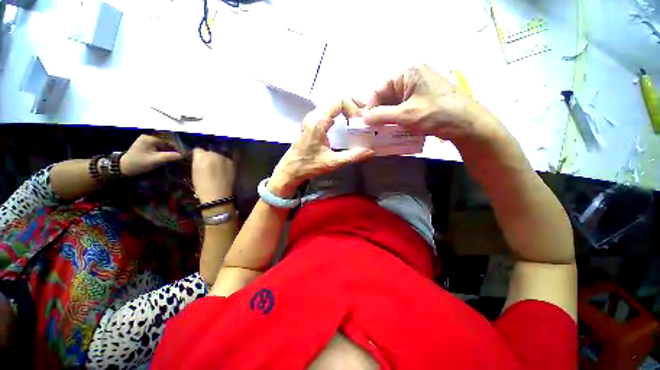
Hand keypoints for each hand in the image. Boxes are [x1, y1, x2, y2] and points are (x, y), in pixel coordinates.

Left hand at [120, 135, 183, 176]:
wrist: (123, 169)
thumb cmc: (139, 163)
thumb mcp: (156, 161)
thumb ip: (170, 157)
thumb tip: (183, 155)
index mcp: (150, 138)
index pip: (169, 141)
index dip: (177, 149)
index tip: (182, 156)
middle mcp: (148, 137)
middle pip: (166, 143)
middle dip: (173, 151)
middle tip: (179, 159)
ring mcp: (146, 142)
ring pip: (163, 146)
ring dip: (169, 152)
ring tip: (174, 159)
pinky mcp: (145, 147)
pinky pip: (158, 148)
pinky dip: (163, 153)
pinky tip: (166, 159)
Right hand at [192, 148, 234, 202]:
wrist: (218, 195)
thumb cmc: (202, 187)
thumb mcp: (194, 172)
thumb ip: (197, 162)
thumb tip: (200, 158)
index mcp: (200, 156)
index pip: (198, 150)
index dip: (199, 155)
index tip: (200, 160)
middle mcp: (213, 154)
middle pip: (210, 151)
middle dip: (209, 156)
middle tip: (210, 165)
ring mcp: (224, 158)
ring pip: (220, 154)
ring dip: (219, 159)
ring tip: (219, 168)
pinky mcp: (233, 163)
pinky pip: (230, 158)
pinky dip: (227, 162)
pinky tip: (226, 167)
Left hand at [269, 100, 374, 197]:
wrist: (290, 169)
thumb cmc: (309, 166)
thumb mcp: (333, 162)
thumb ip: (352, 156)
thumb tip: (370, 151)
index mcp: (318, 122)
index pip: (338, 101)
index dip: (352, 107)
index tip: (359, 121)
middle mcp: (313, 116)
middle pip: (334, 98)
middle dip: (351, 103)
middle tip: (364, 114)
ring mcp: (311, 118)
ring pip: (330, 103)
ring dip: (344, 107)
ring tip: (357, 116)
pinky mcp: (311, 123)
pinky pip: (326, 110)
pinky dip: (338, 111)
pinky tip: (346, 121)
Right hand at [360, 64, 502, 141]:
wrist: (468, 123)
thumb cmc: (436, 114)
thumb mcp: (405, 115)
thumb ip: (381, 115)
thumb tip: (364, 118)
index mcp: (407, 73)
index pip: (379, 89)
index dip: (370, 106)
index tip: (366, 123)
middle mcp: (412, 76)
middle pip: (387, 95)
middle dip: (379, 112)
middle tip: (373, 128)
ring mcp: (419, 87)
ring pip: (394, 102)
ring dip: (387, 116)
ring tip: (382, 130)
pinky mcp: (423, 97)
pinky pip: (403, 106)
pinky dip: (397, 117)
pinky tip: (394, 127)